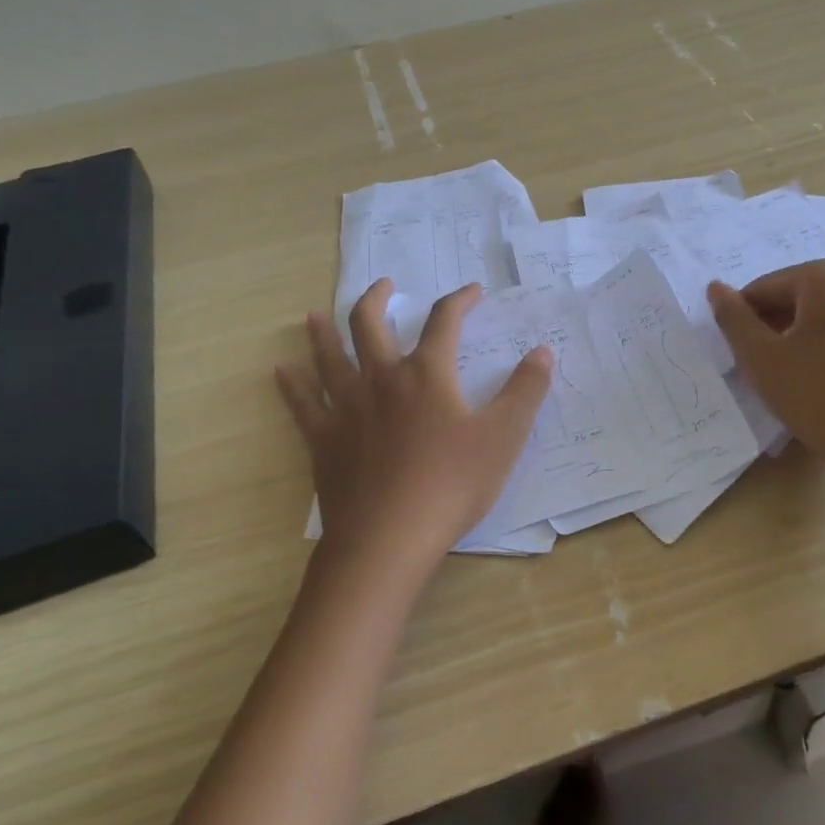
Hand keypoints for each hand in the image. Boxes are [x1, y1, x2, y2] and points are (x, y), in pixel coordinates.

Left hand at [277, 279, 553, 590]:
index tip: (471, 292)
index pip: (444, 321)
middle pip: (370, 324)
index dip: (459, 300)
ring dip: (323, 331)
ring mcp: (346, 407)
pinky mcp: (323, 439)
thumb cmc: (451, 485)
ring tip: (316, 314)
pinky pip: (302, 404)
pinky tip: (281, 371)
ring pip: (329, 356)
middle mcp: (381, 378)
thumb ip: (526, 391)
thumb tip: (543, 351)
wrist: (388, 539)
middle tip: (385, 285)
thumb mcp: (503, 437)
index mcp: (426, 374)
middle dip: (378, 299)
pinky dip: (292, 385)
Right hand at [707, 257, 824, 498]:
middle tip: (772, 366)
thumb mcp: (762, 360)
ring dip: (814, 322)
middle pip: (800, 294)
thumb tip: (715, 287)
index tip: (742, 355)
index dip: (744, 320)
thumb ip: (733, 319)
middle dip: (778, 322)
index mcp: (823, 274)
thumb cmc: (820, 398)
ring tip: (807, 360)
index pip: (764, 289)